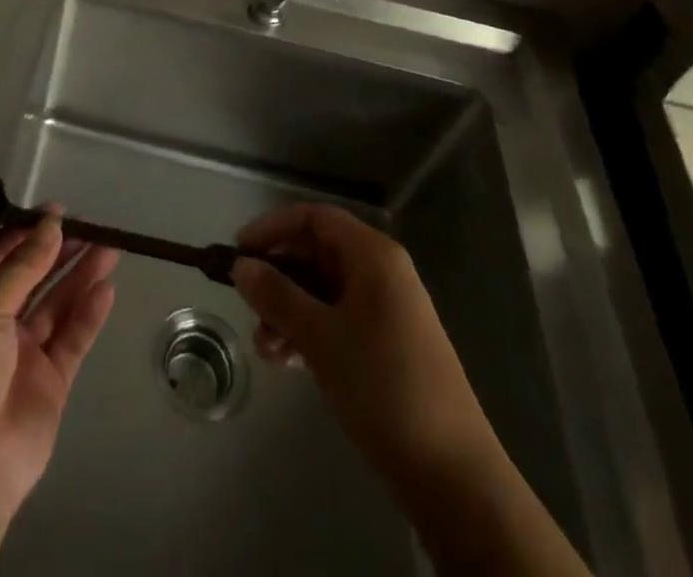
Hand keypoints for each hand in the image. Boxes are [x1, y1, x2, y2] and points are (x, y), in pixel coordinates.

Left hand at [0, 211, 117, 576]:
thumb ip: (23, 265)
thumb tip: (51, 223)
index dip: (27, 231)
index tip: (58, 211)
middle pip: (31, 276)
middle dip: (59, 250)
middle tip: (92, 226)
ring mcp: (22, 354)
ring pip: (56, 304)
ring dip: (80, 275)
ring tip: (110, 247)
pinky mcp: (49, 382)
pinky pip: (71, 339)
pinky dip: (88, 315)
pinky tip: (106, 290)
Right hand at [234, 205, 590, 576]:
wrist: (453, 474)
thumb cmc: (383, 386)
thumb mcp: (320, 337)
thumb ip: (277, 295)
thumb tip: (241, 266)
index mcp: (373, 256)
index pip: (314, 218)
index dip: (273, 227)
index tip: (239, 252)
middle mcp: (381, 273)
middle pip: (317, 253)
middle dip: (278, 277)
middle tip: (246, 304)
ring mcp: (386, 310)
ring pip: (323, 291)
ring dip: (288, 310)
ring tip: (264, 347)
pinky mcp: (387, 345)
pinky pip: (337, 320)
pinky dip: (309, 332)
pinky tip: (285, 361)